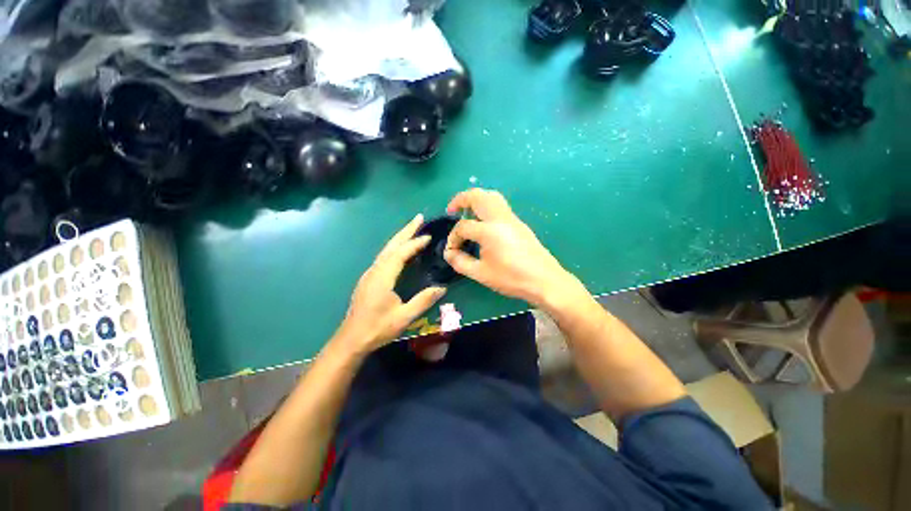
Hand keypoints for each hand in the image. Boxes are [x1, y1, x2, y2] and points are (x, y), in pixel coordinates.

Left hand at [335, 214, 446, 353]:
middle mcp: (374, 270)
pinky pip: (384, 256)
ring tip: (412, 228)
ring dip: (400, 237)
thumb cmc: (377, 328)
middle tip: (419, 218)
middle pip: (391, 245)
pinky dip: (395, 247)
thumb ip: (423, 301)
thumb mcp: (403, 317)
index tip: (428, 236)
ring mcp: (370, 273)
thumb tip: (442, 288)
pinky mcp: (369, 278)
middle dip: (405, 230)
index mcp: (382, 277)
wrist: (352, 339)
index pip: (400, 254)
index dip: (414, 244)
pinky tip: (401, 249)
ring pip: (386, 249)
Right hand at [443, 188, 583, 308]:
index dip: (453, 238)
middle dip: (461, 199)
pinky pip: (499, 205)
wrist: (544, 280)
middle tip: (452, 210)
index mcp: (489, 231)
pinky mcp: (519, 223)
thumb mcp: (481, 274)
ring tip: (467, 212)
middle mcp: (500, 218)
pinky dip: (487, 205)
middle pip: (477, 196)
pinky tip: (483, 222)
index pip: (463, 227)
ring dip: (476, 199)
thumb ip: (460, 262)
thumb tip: (449, 253)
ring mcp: (511, 218)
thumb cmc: (511, 278)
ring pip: (491, 196)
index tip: (452, 251)